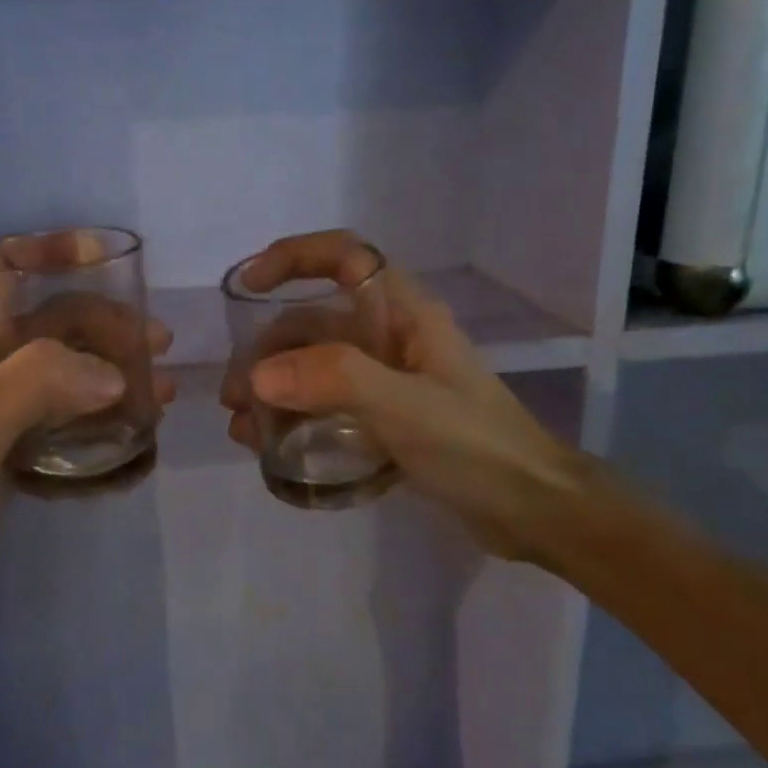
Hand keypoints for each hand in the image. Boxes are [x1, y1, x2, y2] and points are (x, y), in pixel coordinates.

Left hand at [0, 282, 174, 619]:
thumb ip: (38, 383)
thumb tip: (116, 375)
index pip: (8, 270)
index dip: (53, 253)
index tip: (107, 260)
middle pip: (54, 324)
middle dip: (108, 328)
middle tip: (159, 348)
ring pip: (67, 374)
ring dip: (114, 378)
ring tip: (161, 394)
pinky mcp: (12, 447)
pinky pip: (66, 421)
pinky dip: (101, 422)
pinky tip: (133, 435)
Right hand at [219, 231, 578, 559]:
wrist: (534, 510)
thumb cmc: (476, 446)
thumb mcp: (405, 407)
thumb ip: (334, 381)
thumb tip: (257, 376)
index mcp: (404, 314)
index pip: (344, 257)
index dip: (294, 257)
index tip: (247, 285)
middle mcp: (391, 337)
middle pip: (315, 323)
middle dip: (268, 351)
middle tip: (234, 397)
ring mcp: (388, 380)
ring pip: (315, 367)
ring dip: (274, 389)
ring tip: (242, 427)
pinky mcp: (386, 419)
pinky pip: (327, 406)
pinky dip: (294, 419)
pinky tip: (269, 444)